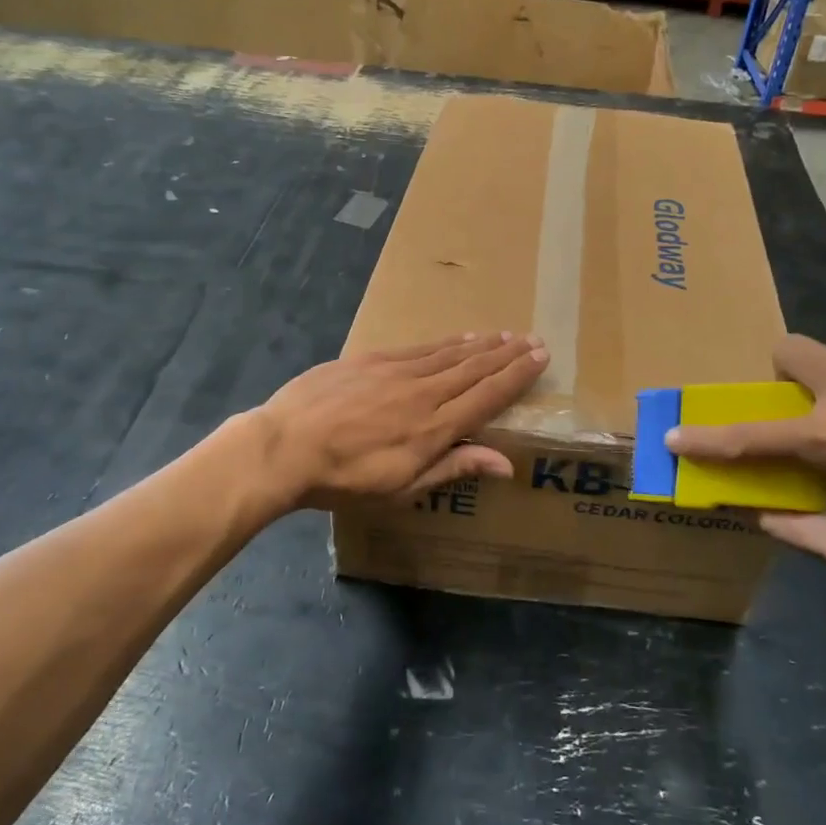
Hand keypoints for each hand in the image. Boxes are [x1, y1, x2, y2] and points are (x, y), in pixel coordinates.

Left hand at [251, 333, 548, 510]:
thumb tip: (506, 463)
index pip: (488, 396)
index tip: (540, 357)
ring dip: (481, 344)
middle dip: (507, 354)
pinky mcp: (371, 359)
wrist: (284, 447)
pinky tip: (458, 338)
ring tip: (504, 335)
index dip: (517, 375)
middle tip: (532, 339)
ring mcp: (397, 371)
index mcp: (435, 428)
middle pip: (475, 369)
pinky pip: (419, 347)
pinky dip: (445, 342)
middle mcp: (424, 393)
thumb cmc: (345, 480)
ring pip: (450, 354)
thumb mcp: (403, 489)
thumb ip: (455, 469)